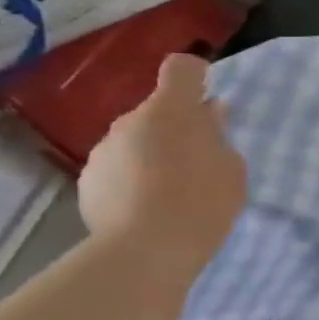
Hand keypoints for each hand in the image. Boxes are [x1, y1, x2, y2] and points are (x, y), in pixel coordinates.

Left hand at [77, 53, 246, 280]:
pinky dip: (130, 181)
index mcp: (171, 110)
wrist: (146, 251)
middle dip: (174, 128)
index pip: (181, 68)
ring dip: (150, 155)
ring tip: (169, 193)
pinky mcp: (87, 182)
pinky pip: (116, 170)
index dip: (196, 77)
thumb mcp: (231, 168)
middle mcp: (129, 120)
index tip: (207, 100)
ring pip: (133, 141)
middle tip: (197, 162)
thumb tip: (207, 116)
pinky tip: (145, 210)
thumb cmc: (202, 203)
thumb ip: (218, 136)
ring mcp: (103, 151)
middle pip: (156, 111)